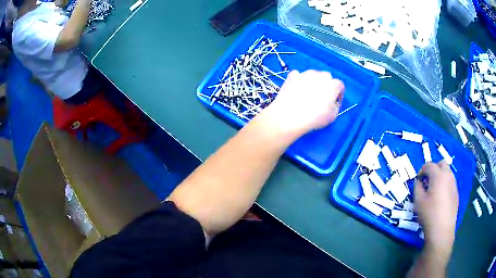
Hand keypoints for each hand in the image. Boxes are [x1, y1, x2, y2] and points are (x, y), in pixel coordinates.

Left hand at [260, 70, 344, 137]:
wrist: (289, 116)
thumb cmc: (314, 118)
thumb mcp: (333, 116)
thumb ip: (336, 105)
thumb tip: (332, 101)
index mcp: (333, 84)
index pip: (339, 85)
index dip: (338, 94)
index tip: (333, 102)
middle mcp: (320, 75)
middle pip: (326, 77)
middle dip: (326, 86)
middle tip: (321, 98)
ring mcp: (305, 74)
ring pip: (312, 75)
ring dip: (312, 82)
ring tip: (307, 95)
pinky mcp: (292, 76)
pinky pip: (298, 76)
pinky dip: (298, 81)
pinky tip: (296, 90)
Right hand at [414, 161, 457, 262]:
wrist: (442, 229)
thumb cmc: (429, 214)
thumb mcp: (418, 201)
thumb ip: (417, 187)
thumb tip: (418, 181)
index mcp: (438, 175)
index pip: (429, 165)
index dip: (421, 170)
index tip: (418, 180)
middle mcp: (448, 176)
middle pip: (441, 163)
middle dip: (433, 168)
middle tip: (427, 180)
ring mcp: (454, 184)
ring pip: (447, 172)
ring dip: (440, 175)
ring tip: (434, 189)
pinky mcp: (456, 193)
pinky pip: (450, 182)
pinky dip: (444, 184)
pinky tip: (440, 197)